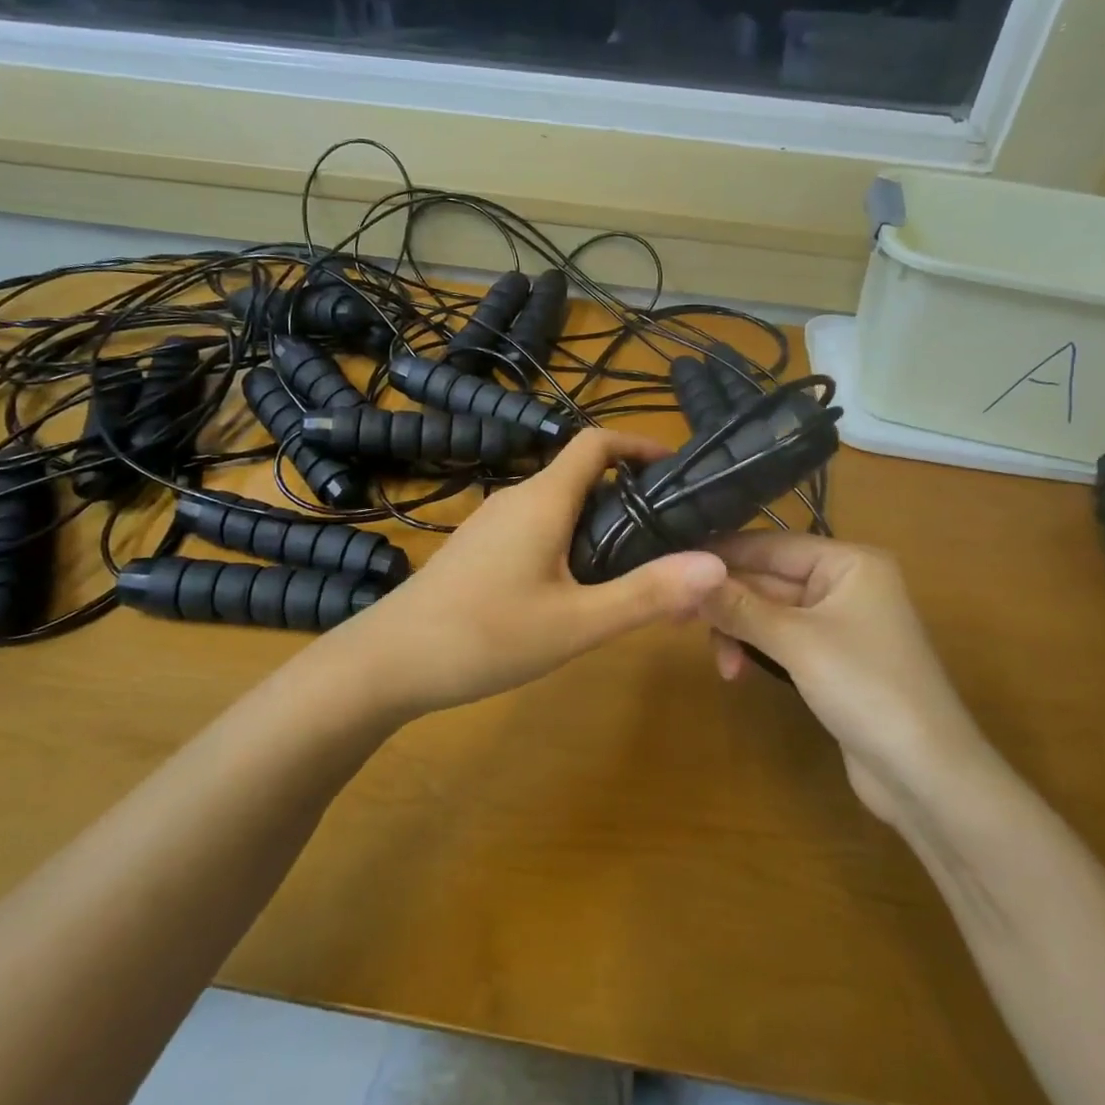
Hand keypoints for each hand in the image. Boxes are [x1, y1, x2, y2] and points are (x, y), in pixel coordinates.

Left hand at [340, 429, 727, 715]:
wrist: (387, 662)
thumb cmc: (484, 635)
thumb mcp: (575, 623)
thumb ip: (646, 594)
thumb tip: (716, 564)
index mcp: (543, 499)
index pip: (596, 442)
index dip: (640, 444)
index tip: (679, 471)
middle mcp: (517, 499)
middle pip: (583, 475)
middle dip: (630, 496)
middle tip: (671, 536)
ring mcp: (492, 524)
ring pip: (560, 506)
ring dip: (600, 524)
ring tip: (635, 569)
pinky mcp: (479, 550)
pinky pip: (537, 530)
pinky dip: (570, 543)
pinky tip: (578, 592)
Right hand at [699, 534, 993, 824]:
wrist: (928, 777)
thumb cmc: (867, 689)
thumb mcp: (797, 642)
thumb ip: (740, 606)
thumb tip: (686, 575)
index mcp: (848, 562)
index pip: (770, 544)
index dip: (720, 554)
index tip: (671, 564)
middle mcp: (843, 584)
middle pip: (767, 578)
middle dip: (726, 601)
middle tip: (678, 618)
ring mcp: (838, 623)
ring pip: (768, 611)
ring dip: (738, 630)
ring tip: (721, 664)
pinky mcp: (830, 659)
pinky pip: (780, 638)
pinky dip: (755, 648)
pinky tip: (736, 670)